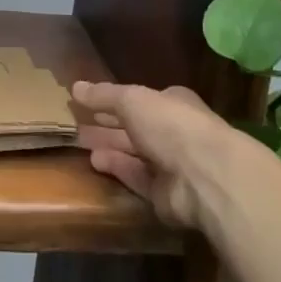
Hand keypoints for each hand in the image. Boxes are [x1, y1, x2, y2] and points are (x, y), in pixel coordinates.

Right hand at [73, 81, 230, 229]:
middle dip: (108, 125)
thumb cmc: (170, 125)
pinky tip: (94, 162)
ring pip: (134, 153)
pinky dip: (117, 169)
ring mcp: (172, 165)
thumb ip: (104, 95)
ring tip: (80, 142)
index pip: (140, 100)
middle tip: (78, 124)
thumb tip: (75, 87)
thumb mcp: (132, 99)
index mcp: (172, 103)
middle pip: (135, 127)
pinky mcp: (166, 195)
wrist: (205, 177)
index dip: (114, 100)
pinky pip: (136, 178)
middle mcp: (174, 132)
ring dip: (109, 147)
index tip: (87, 102)